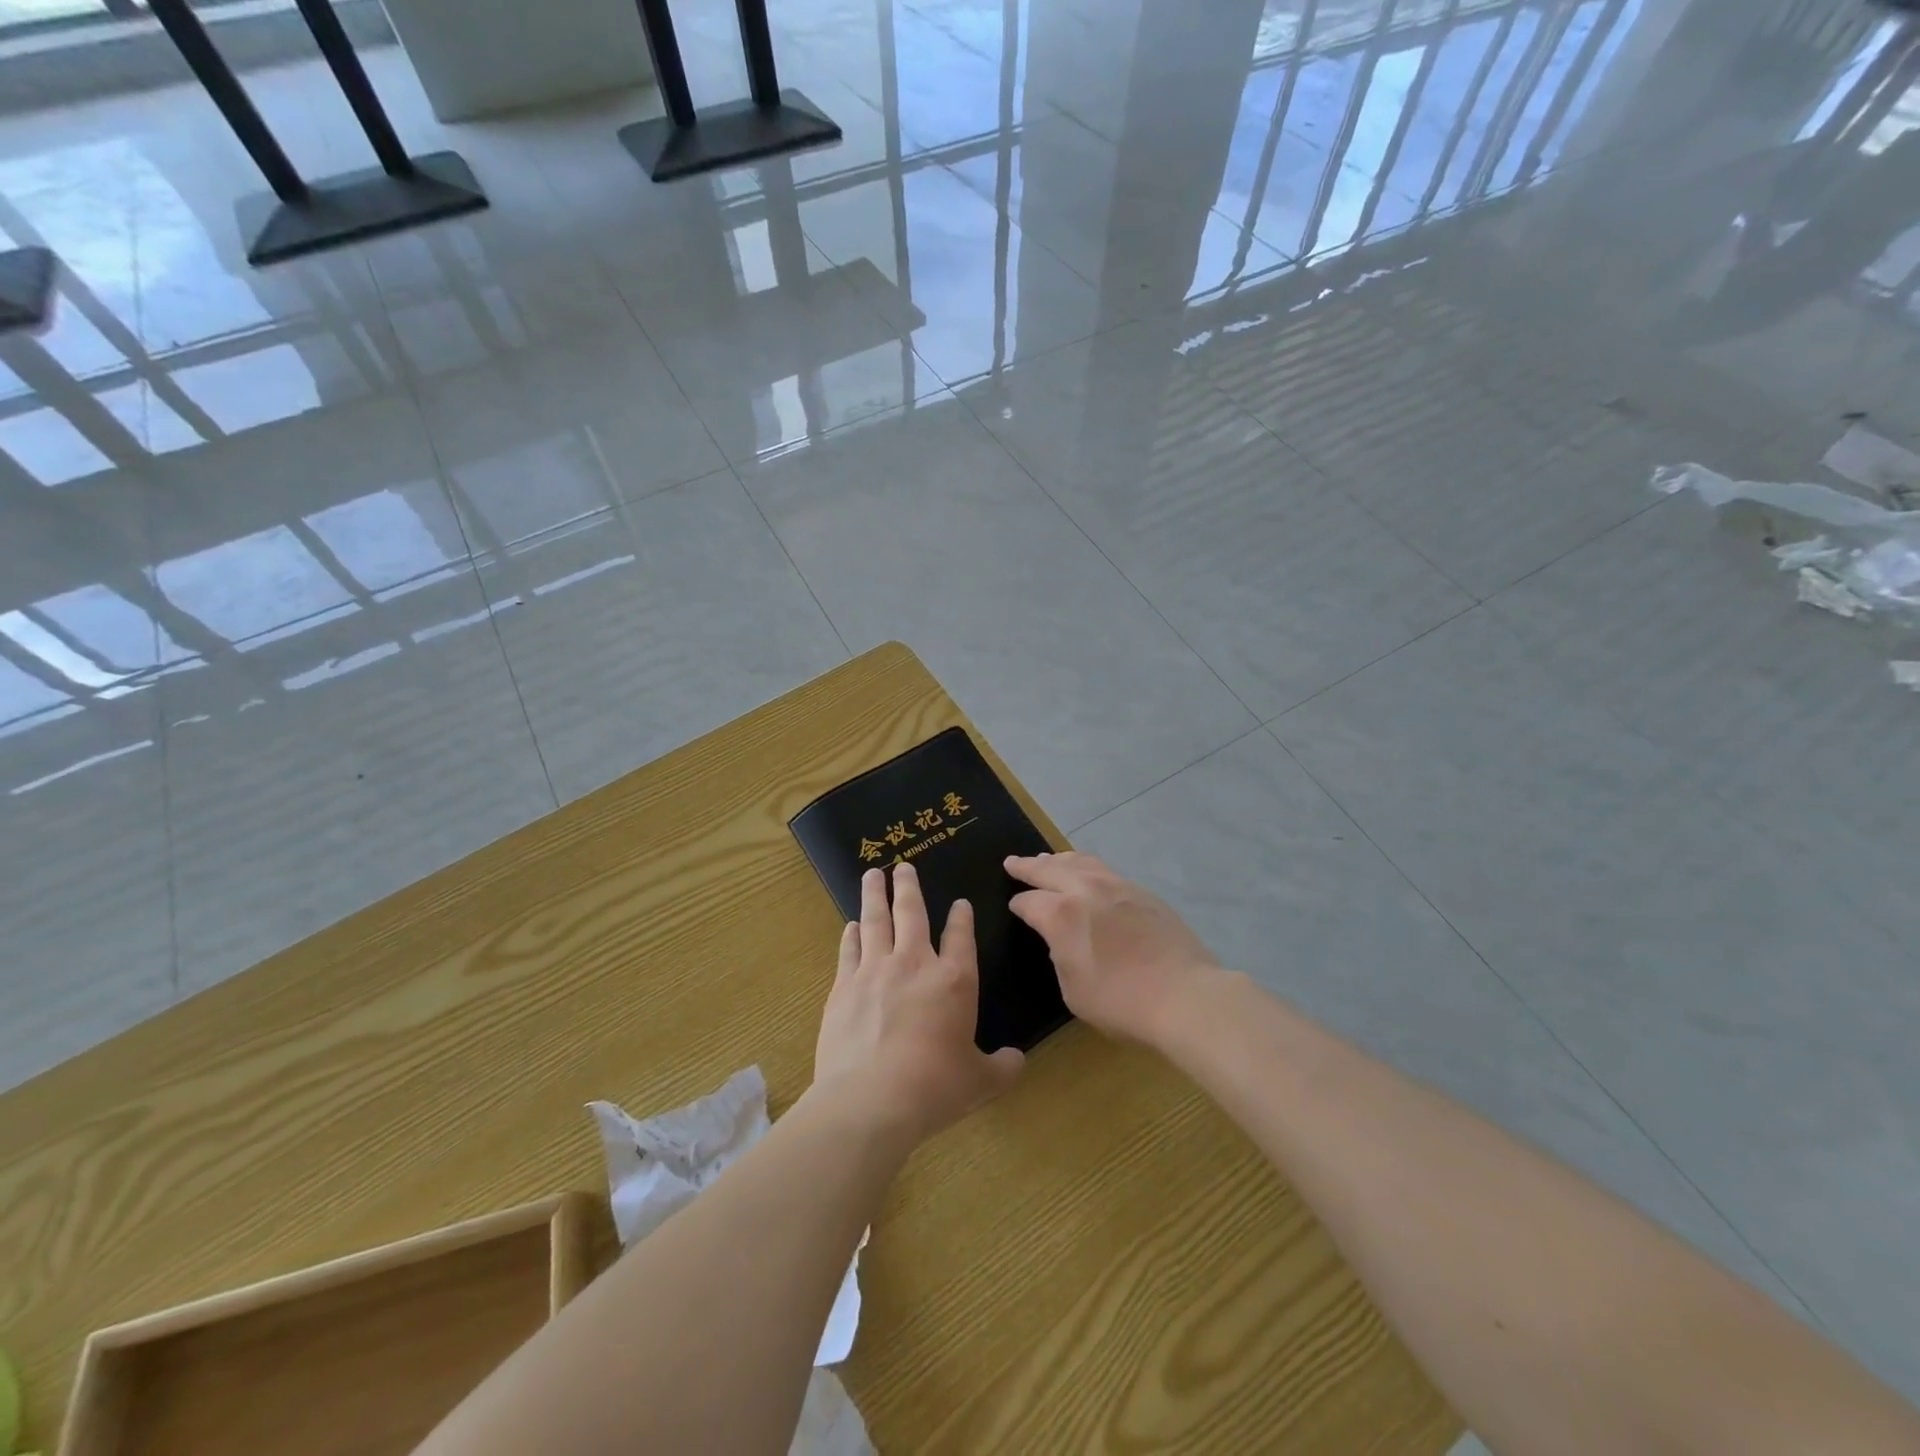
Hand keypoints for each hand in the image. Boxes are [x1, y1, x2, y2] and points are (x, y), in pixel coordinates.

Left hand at [812, 862, 1024, 1142]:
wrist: (870, 1099)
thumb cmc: (934, 1087)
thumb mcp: (980, 1082)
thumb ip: (1002, 1067)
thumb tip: (1018, 1061)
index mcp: (954, 980)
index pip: (960, 936)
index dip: (961, 917)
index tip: (960, 902)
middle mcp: (915, 963)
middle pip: (911, 912)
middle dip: (908, 886)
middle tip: (902, 865)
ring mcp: (875, 971)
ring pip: (876, 920)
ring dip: (875, 895)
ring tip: (872, 875)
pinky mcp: (843, 987)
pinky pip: (849, 949)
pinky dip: (851, 934)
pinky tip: (851, 925)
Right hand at [1005, 852, 1218, 1045]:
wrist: (1183, 994)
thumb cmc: (1121, 1001)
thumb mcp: (1073, 990)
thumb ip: (1060, 956)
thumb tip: (1061, 939)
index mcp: (1061, 915)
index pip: (1029, 902)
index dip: (1018, 905)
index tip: (1013, 906)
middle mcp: (1085, 890)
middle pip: (1049, 869)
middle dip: (1027, 866)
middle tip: (1012, 862)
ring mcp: (1116, 885)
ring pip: (1079, 861)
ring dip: (1058, 859)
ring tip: (1047, 859)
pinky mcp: (1141, 891)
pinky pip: (1104, 869)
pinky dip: (1086, 866)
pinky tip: (1087, 873)